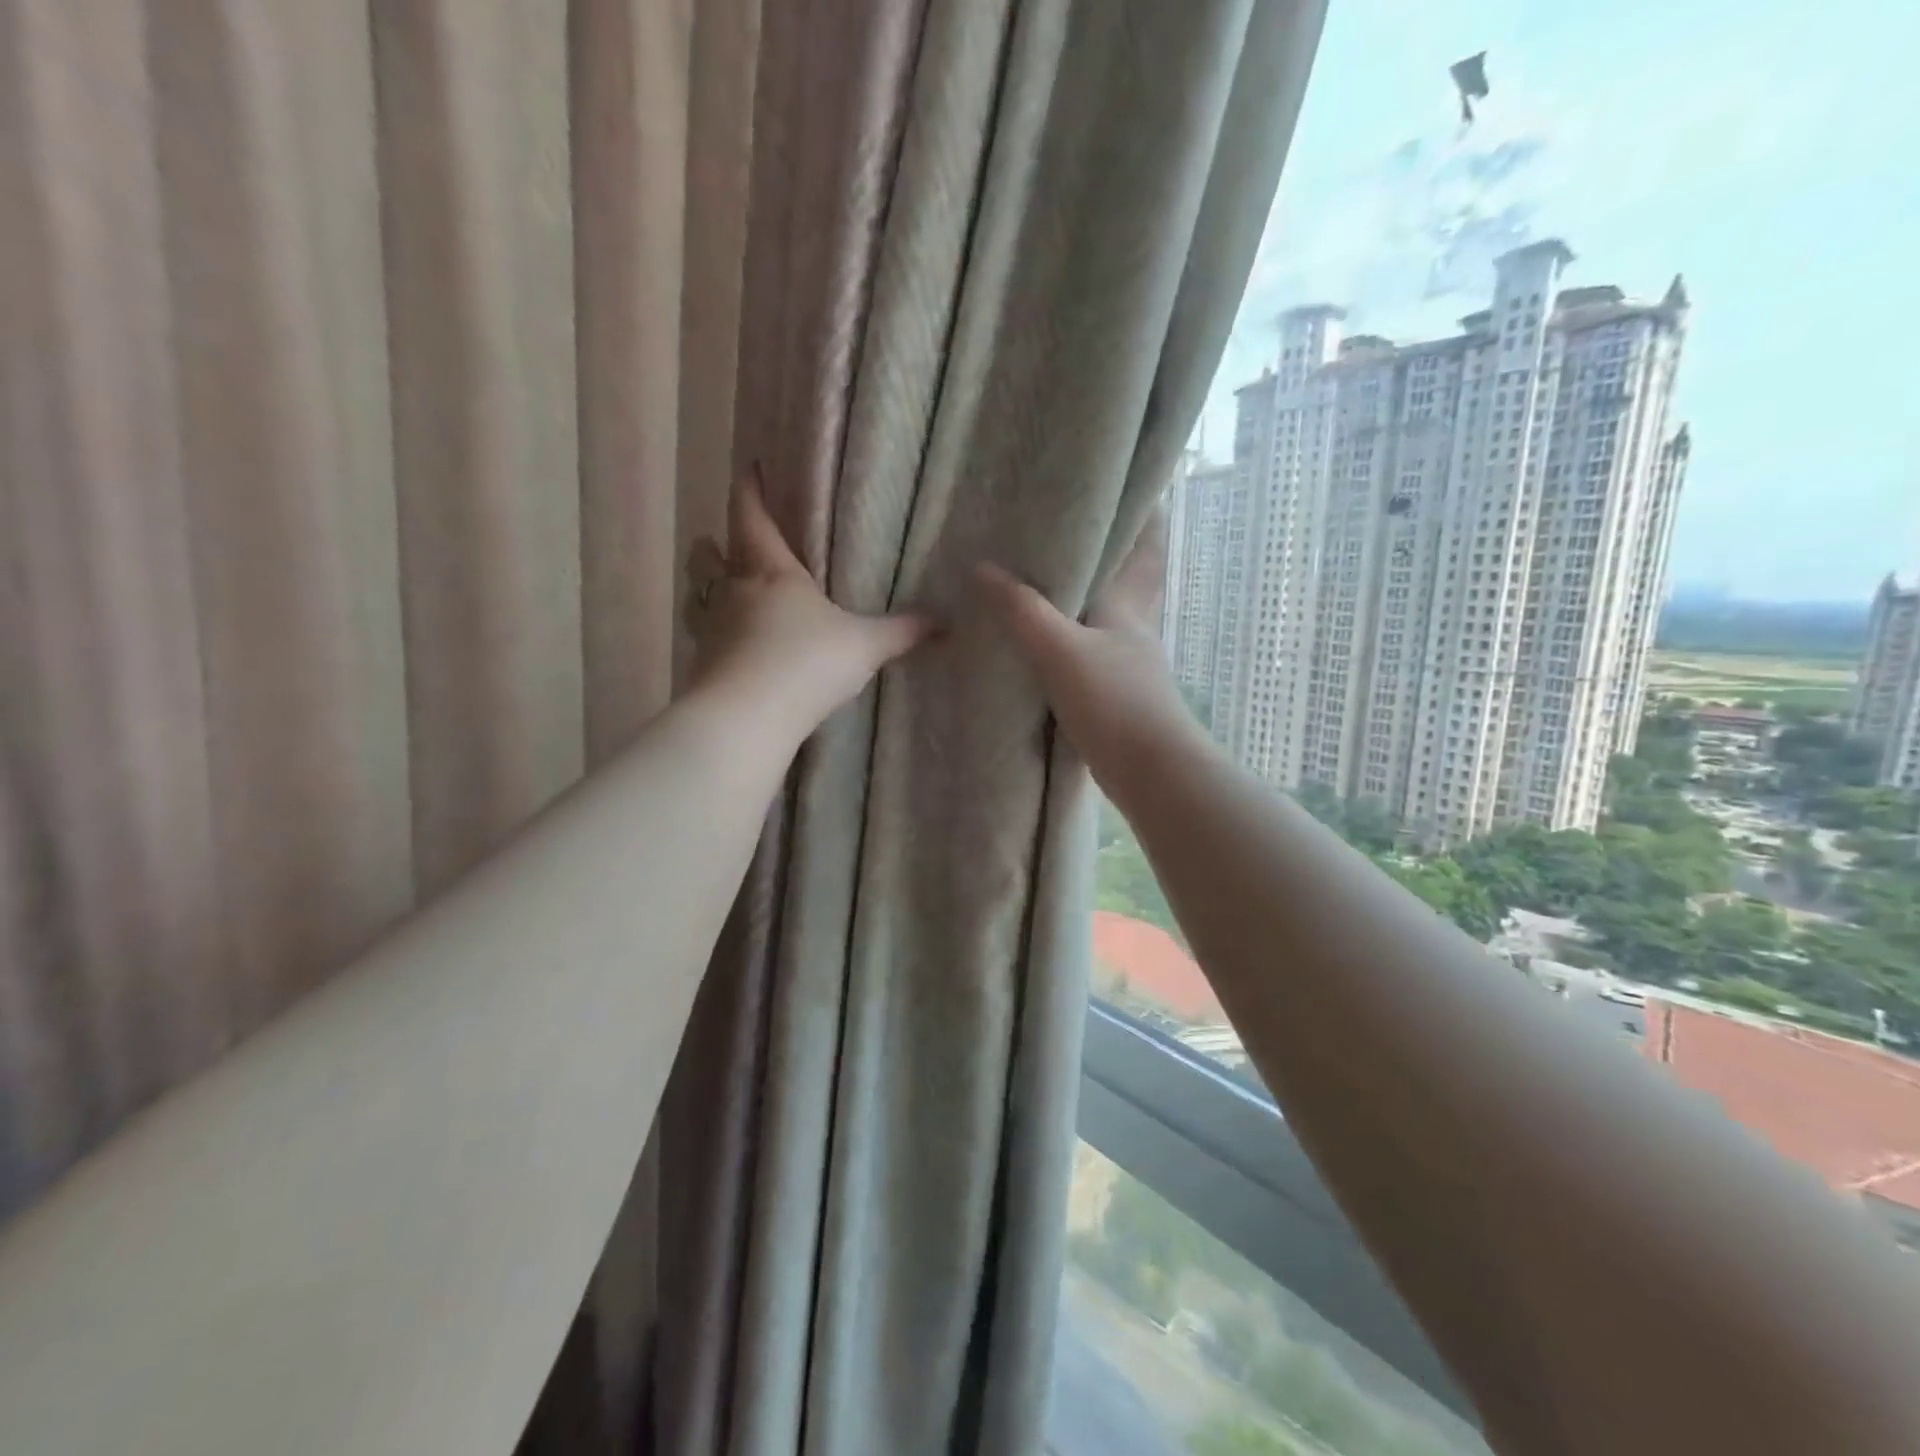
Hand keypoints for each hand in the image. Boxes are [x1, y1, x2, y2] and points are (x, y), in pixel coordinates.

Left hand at [685, 469, 933, 737]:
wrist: (748, 718)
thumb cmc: (806, 663)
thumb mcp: (864, 646)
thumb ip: (902, 632)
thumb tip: (945, 623)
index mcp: (771, 572)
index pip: (752, 516)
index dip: (751, 489)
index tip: (752, 469)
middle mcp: (733, 592)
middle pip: (709, 554)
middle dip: (716, 543)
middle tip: (728, 542)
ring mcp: (711, 629)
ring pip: (700, 595)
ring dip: (708, 589)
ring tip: (725, 593)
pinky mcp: (702, 665)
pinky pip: (704, 637)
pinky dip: (715, 634)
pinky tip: (732, 648)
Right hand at [975, 507, 1202, 786]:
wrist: (1151, 772)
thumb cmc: (1114, 701)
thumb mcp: (1060, 650)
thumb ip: (1022, 610)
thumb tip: (981, 568)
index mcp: (1125, 605)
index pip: (1137, 546)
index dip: (1136, 517)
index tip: (1117, 493)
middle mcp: (1131, 627)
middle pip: (1120, 581)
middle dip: (1102, 560)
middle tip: (1061, 540)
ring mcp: (1126, 664)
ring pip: (1101, 620)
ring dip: (1078, 604)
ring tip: (1038, 588)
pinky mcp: (1115, 695)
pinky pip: (1087, 655)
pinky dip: (1068, 644)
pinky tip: (1042, 650)